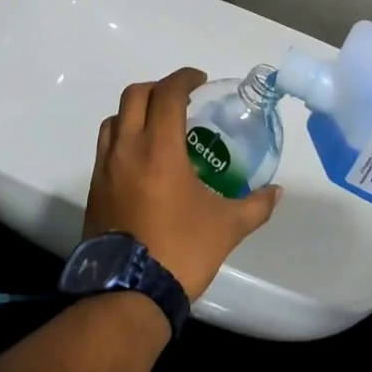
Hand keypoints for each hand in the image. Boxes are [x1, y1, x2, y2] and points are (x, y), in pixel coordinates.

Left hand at [85, 68, 282, 298]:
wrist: (127, 293)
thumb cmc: (180, 251)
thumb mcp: (227, 227)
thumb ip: (255, 205)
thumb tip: (276, 192)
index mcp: (159, 149)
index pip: (166, 94)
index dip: (183, 79)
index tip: (199, 81)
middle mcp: (127, 149)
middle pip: (134, 96)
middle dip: (158, 88)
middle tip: (180, 99)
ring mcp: (105, 168)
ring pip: (114, 120)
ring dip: (136, 112)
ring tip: (158, 127)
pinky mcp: (95, 188)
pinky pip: (106, 147)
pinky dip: (123, 138)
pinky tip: (143, 160)